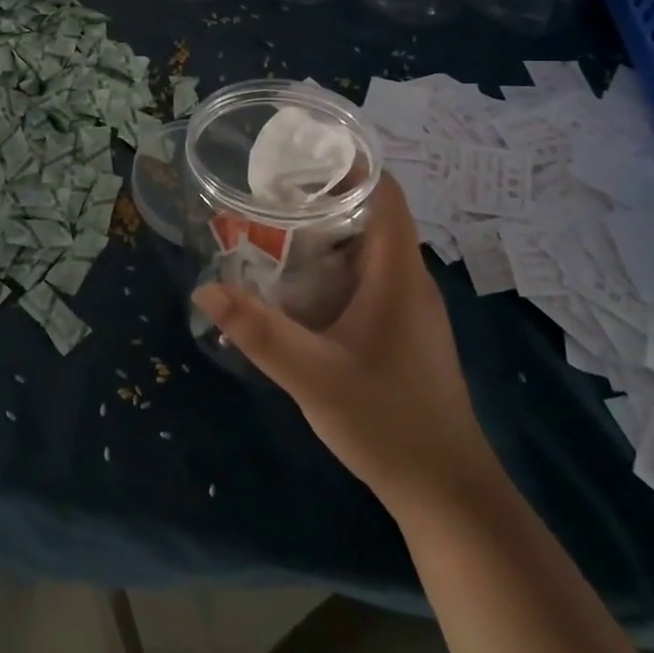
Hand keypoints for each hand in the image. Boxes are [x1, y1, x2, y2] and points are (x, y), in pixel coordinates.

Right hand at [193, 177, 493, 503]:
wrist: (448, 494)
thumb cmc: (386, 421)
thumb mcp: (311, 375)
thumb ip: (257, 331)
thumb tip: (205, 289)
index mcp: (397, 273)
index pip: (385, 192)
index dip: (349, 165)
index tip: (300, 158)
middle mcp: (409, 280)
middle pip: (372, 215)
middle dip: (323, 198)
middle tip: (269, 195)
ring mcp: (411, 308)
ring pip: (368, 250)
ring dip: (327, 235)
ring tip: (274, 230)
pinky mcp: (405, 333)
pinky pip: (369, 279)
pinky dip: (335, 268)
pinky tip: (300, 288)